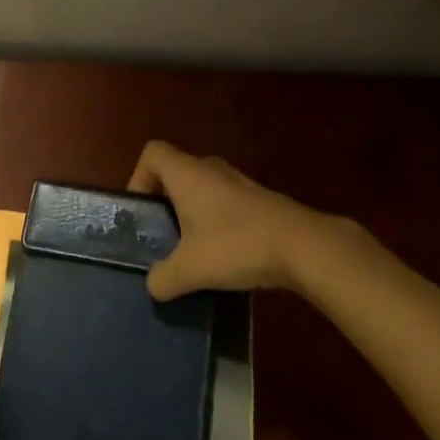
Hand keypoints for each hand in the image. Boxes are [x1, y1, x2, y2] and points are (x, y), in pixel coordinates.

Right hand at [127, 140, 332, 300]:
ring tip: (190, 250)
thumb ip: (164, 278)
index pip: (152, 153)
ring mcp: (237, 181)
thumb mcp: (191, 269)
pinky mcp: (258, 199)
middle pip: (175, 171)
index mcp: (187, 173)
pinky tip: (222, 255)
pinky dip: (215, 221)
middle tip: (161, 235)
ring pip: (201, 188)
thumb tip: (153, 285)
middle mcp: (210, 168)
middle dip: (164, 201)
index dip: (138, 177)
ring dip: (191, 213)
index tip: (142, 212)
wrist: (301, 246)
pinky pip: (224, 202)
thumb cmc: (236, 244)